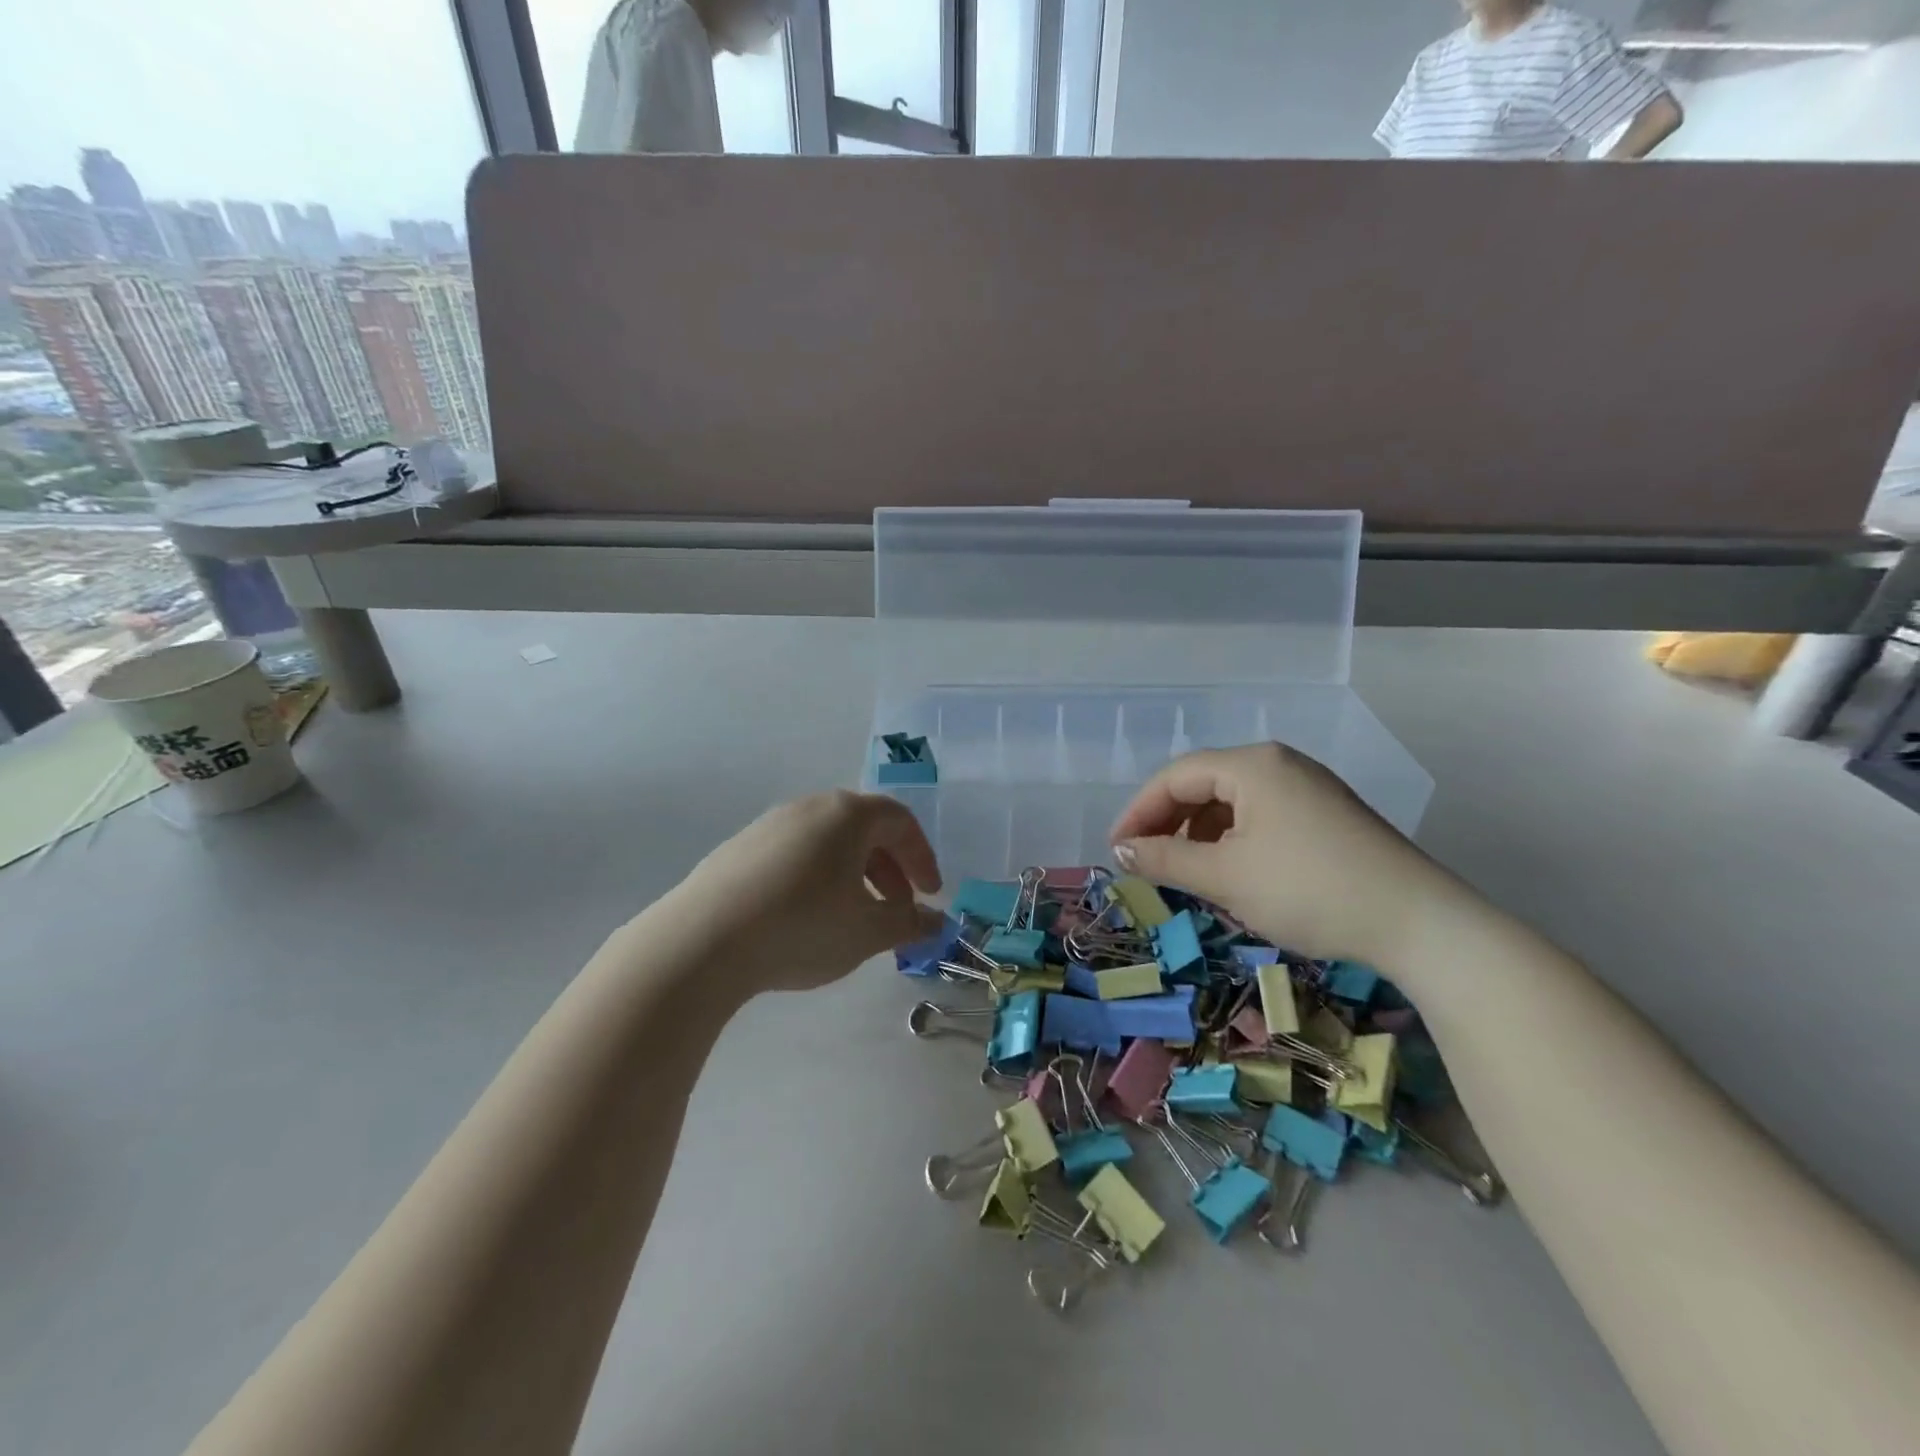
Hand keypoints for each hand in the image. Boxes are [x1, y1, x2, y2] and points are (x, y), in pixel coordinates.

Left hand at [674, 791, 944, 992]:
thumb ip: (909, 923)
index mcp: (847, 815)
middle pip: (864, 828)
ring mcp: (769, 825)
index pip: (900, 822)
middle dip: (889, 868)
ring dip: (854, 874)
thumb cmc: (802, 927)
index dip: (922, 857)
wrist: (702, 941)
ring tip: (853, 916)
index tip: (930, 895)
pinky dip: (817, 877)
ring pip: (828, 842)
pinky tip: (806, 917)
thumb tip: (936, 922)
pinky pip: (794, 854)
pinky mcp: (739, 849)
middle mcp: (809, 808)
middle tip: (897, 908)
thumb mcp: (868, 932)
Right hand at [1109, 743, 1446, 966]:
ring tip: (1187, 872)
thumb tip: (1121, 851)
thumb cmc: (1309, 890)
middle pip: (1203, 784)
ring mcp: (1307, 787)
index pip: (1175, 776)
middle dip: (1168, 822)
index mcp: (1252, 765)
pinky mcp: (1325, 814)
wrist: (1419, 923)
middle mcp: (1279, 763)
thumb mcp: (1225, 877)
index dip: (1138, 812)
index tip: (1116, 852)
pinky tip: (1233, 872)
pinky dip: (1233, 840)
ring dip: (1199, 833)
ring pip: (1232, 802)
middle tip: (1146, 862)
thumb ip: (1166, 858)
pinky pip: (1260, 815)